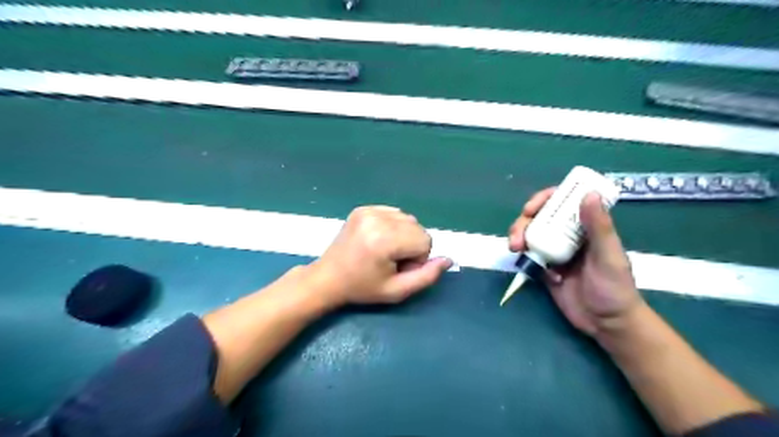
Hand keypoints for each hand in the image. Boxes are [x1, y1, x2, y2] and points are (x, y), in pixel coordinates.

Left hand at [305, 205, 450, 304]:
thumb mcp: (397, 290)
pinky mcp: (363, 208)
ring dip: (403, 235)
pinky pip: (394, 213)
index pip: (425, 241)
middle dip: (412, 246)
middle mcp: (377, 219)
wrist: (328, 277)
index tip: (398, 269)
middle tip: (391, 261)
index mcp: (384, 239)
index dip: (417, 259)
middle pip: (418, 228)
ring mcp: (369, 210)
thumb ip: (427, 276)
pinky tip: (377, 239)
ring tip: (384, 251)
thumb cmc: (362, 288)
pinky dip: (392, 226)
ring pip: (408, 219)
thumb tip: (448, 259)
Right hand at [508, 190, 641, 336]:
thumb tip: (588, 193)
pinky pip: (528, 256)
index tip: (530, 208)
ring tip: (514, 248)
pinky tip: (526, 266)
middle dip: (523, 223)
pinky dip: (523, 257)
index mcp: (585, 227)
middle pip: (539, 218)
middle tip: (517, 236)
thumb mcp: (608, 255)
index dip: (543, 200)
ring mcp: (554, 252)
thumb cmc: (615, 287)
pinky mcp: (545, 269)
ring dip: (518, 237)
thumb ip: (598, 226)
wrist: (607, 323)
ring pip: (530, 235)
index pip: (562, 203)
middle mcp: (568, 235)